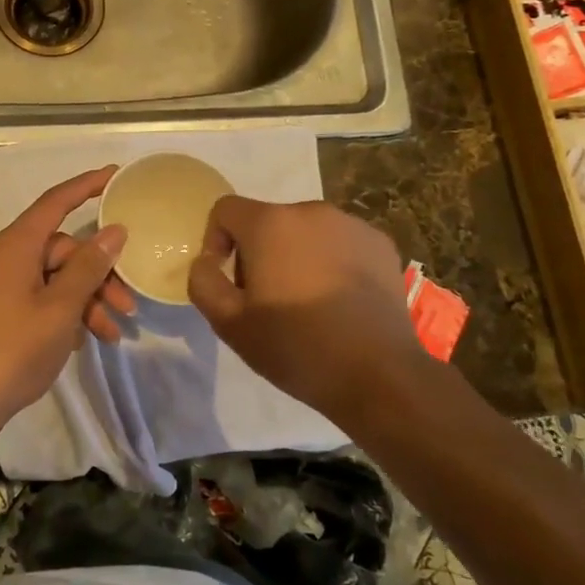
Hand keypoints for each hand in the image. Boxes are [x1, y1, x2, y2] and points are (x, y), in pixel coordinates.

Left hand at [0, 168, 132, 424]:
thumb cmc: (12, 349)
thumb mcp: (61, 308)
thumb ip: (89, 267)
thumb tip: (114, 232)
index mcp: (14, 246)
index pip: (55, 202)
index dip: (86, 185)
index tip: (116, 174)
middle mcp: (4, 257)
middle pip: (62, 250)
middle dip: (98, 275)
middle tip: (127, 306)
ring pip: (54, 278)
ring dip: (85, 301)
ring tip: (110, 334)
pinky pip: (39, 297)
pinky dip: (64, 313)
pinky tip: (82, 341)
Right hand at [187, 197, 438, 427]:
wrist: (378, 374)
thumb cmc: (295, 347)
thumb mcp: (229, 324)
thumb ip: (203, 282)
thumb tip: (206, 261)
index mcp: (270, 223)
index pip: (226, 209)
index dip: (216, 240)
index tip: (228, 280)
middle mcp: (311, 211)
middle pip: (267, 221)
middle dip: (258, 252)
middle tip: (266, 300)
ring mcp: (351, 224)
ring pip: (305, 231)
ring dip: (295, 255)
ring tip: (306, 302)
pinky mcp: (381, 243)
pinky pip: (340, 242)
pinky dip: (331, 261)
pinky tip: (339, 301)